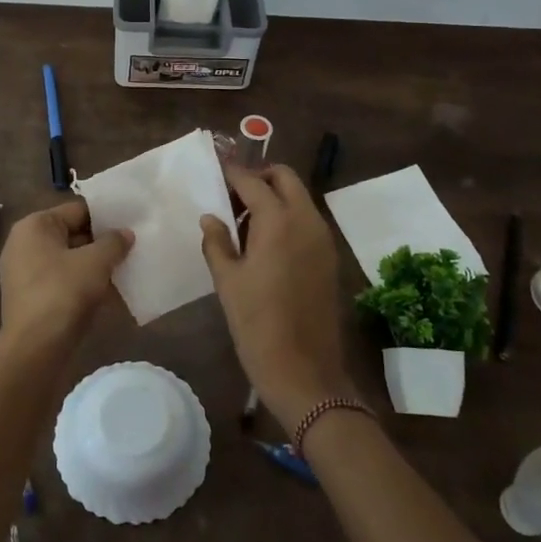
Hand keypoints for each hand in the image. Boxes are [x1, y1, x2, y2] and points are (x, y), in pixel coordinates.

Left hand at [0, 201, 132, 350]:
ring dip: (96, 265)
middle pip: (73, 234)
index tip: (133, 223)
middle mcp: (25, 245)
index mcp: (34, 226)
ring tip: (128, 267)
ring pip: (70, 260)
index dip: (107, 216)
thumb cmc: (62, 293)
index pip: (77, 210)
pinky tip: (111, 292)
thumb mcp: (95, 262)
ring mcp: (26, 274)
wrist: (35, 349)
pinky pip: (64, 282)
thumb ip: (113, 242)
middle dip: (103, 242)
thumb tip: (125, 234)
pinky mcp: (33, 299)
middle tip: (135, 246)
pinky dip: (85, 284)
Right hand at [201, 165, 352, 430]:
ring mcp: (323, 238)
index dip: (232, 173)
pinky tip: (265, 244)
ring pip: (299, 197)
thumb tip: (211, 217)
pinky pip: (307, 220)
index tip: (215, 169)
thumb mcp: (227, 281)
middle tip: (232, 196)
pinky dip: (287, 217)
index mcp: (278, 221)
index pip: (252, 181)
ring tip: (244, 223)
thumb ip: (217, 242)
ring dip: (274, 197)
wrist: (304, 371)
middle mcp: (306, 220)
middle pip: (284, 178)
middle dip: (259, 178)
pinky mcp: (329, 257)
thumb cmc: (257, 324)